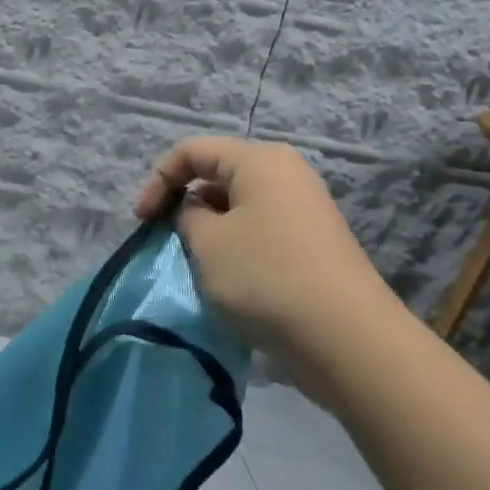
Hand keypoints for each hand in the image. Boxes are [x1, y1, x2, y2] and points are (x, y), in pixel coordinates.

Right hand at [135, 137, 395, 348]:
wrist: (347, 338)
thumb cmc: (266, 277)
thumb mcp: (206, 243)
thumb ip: (186, 216)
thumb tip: (197, 212)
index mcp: (258, 160)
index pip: (191, 151)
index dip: (158, 180)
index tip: (142, 221)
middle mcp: (285, 172)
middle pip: (217, 174)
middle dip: (186, 203)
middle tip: (169, 240)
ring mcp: (304, 207)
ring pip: (239, 204)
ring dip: (211, 228)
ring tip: (200, 264)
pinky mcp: (313, 241)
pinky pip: (261, 228)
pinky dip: (238, 244)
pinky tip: (232, 278)